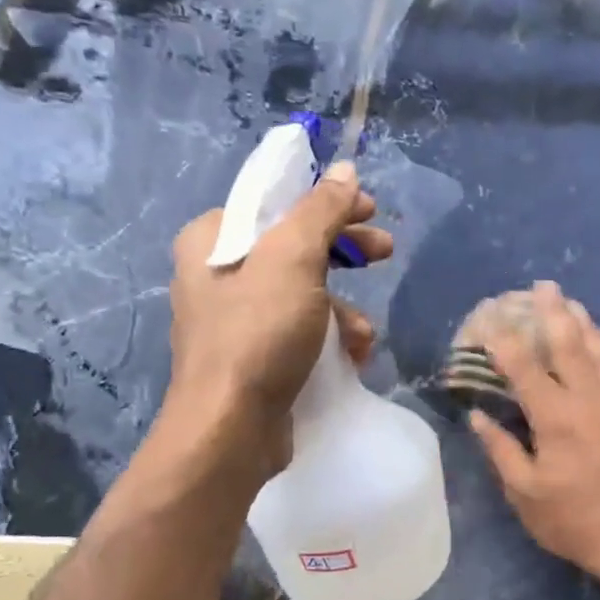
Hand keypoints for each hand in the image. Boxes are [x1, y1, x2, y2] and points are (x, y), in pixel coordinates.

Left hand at [157, 160, 392, 475]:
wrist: (231, 429)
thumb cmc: (258, 333)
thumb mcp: (294, 259)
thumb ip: (321, 211)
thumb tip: (344, 170)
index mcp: (213, 239)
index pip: (277, 203)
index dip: (328, 203)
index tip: (371, 210)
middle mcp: (217, 274)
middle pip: (295, 247)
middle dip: (344, 256)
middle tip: (385, 253)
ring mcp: (234, 320)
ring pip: (303, 294)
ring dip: (342, 310)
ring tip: (361, 335)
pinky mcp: (252, 358)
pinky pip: (298, 332)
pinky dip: (328, 339)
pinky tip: (350, 358)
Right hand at [469, 281, 599, 586]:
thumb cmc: (574, 523)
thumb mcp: (525, 495)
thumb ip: (501, 450)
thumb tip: (478, 415)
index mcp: (556, 421)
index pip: (525, 369)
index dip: (505, 341)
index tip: (490, 319)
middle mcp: (590, 403)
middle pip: (570, 346)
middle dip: (553, 313)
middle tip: (543, 286)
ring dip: (585, 323)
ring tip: (572, 302)